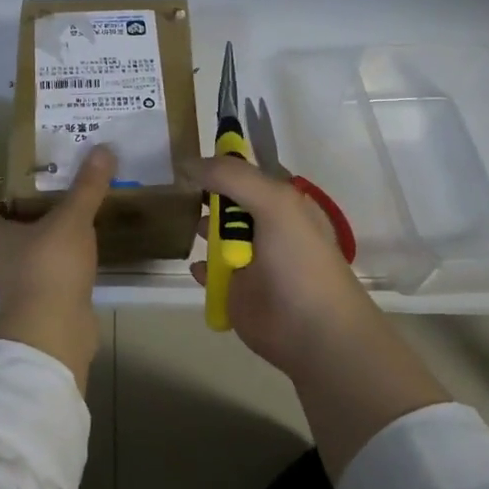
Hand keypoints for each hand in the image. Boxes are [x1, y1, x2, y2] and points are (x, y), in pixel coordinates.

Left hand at [0, 145, 116, 386]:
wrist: (52, 330)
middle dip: (16, 235)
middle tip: (45, 220)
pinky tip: (76, 276)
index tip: (13, 198)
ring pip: (19, 272)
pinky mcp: (36, 316)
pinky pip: (41, 294)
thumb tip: (102, 148)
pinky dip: (54, 286)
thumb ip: (87, 187)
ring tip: (65, 247)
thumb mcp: (73, 220)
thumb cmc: (51, 267)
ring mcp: (15, 296)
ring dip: (35, 262)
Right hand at [189, 155, 381, 375]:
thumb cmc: (299, 260)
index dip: (223, 163)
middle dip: (206, 194)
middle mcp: (267, 227)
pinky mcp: (234, 291)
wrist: (312, 330)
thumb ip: (233, 177)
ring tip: (177, 221)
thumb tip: (189, 162)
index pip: (248, 173)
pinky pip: (210, 272)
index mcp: (284, 203)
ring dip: (201, 228)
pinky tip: (198, 266)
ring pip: (216, 235)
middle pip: (228, 202)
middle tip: (176, 189)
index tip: (190, 158)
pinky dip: (201, 268)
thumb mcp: (274, 203)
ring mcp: (250, 261)